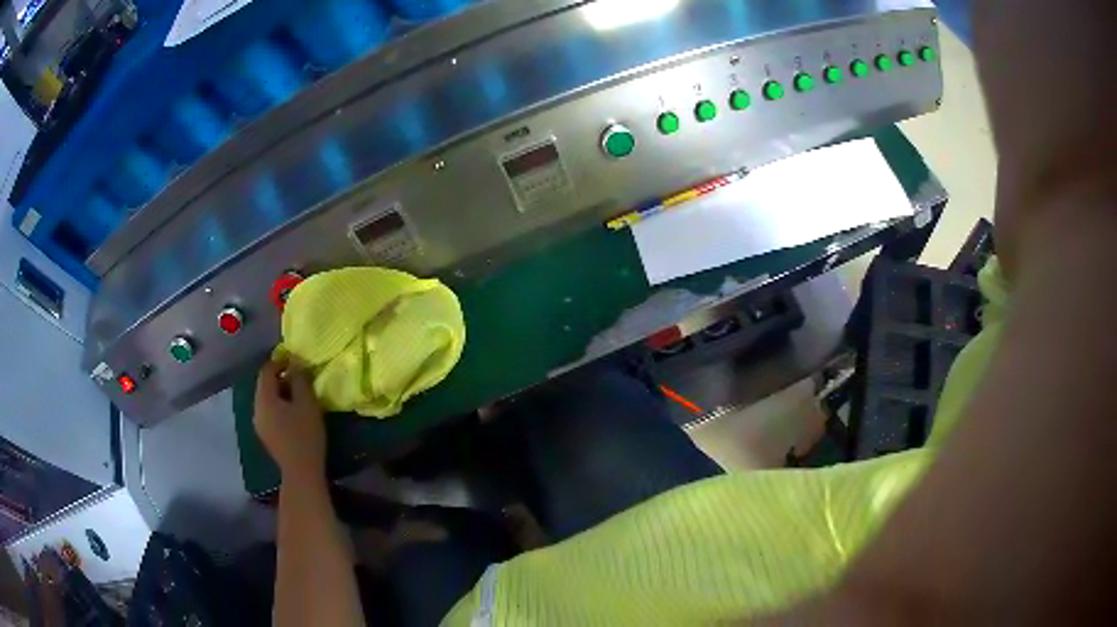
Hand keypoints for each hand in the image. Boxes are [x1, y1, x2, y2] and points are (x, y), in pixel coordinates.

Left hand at [254, 359, 325, 479]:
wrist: (301, 472)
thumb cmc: (305, 435)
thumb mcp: (307, 403)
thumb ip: (299, 380)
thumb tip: (295, 364)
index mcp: (264, 399)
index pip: (266, 371)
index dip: (279, 361)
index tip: (295, 360)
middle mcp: (256, 408)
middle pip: (264, 385)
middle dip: (279, 377)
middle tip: (298, 376)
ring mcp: (258, 423)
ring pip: (265, 399)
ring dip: (279, 392)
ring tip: (297, 394)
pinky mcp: (264, 435)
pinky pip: (268, 412)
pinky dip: (278, 405)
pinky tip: (292, 413)